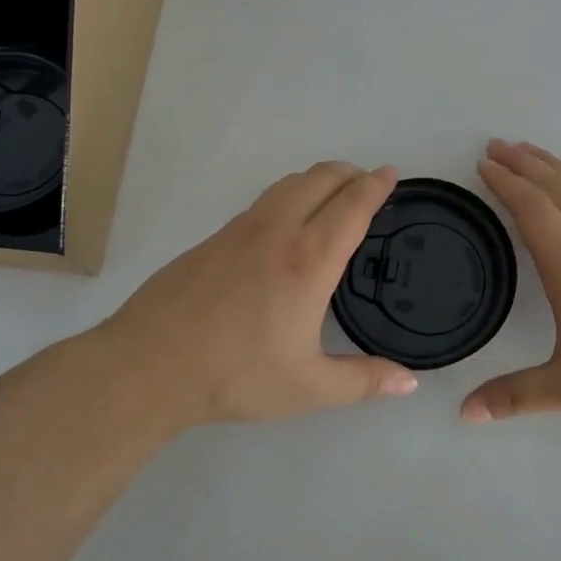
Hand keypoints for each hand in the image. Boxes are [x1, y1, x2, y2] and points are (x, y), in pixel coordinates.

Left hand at [89, 162, 418, 426]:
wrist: (149, 365)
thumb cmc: (236, 374)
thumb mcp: (308, 387)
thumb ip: (364, 381)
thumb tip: (411, 382)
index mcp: (309, 260)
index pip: (352, 205)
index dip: (376, 185)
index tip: (391, 174)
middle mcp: (279, 230)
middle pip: (321, 178)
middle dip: (350, 173)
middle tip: (368, 185)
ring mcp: (241, 228)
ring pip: (289, 183)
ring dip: (319, 179)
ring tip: (332, 197)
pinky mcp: (215, 237)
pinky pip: (264, 201)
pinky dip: (289, 195)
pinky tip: (286, 225)